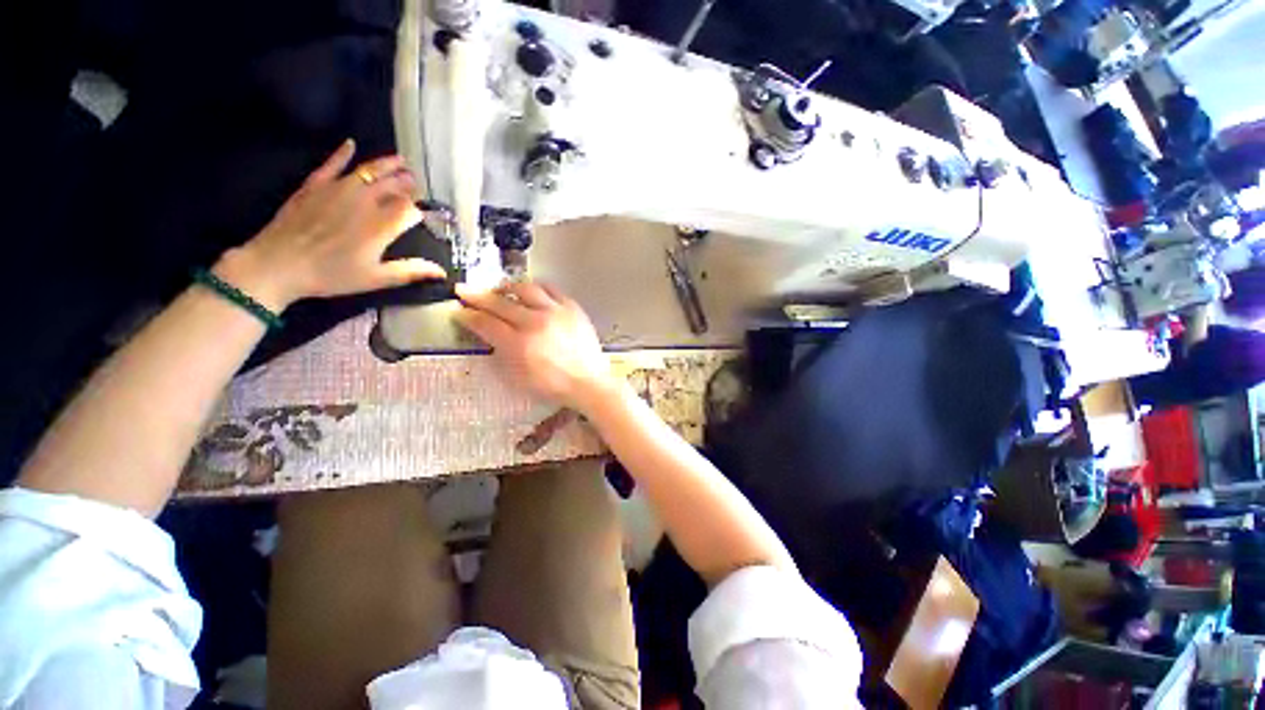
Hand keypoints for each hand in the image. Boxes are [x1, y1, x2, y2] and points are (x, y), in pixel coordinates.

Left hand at [214, 139, 445, 310]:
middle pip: (392, 186)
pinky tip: (351, 144)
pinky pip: (332, 164)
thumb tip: (442, 272)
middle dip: (407, 183)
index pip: (408, 210)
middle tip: (417, 181)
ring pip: (368, 171)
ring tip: (400, 160)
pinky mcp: (315, 185)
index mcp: (381, 226)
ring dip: (386, 164)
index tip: (424, 212)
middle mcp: (364, 202)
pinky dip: (342, 153)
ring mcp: (338, 190)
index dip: (419, 209)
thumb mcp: (376, 278)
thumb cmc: (332, 275)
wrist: (278, 264)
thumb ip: (411, 272)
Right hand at [455, 282, 615, 410]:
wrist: (588, 382)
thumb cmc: (552, 386)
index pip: (486, 323)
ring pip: (526, 288)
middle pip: (500, 302)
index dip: (468, 316)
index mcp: (518, 344)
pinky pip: (552, 289)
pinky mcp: (572, 308)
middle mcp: (534, 322)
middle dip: (477, 295)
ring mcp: (555, 312)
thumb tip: (490, 335)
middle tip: (464, 290)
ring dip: (508, 287)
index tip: (458, 311)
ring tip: (500, 288)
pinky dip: (538, 287)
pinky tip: (532, 290)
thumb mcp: (518, 377)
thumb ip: (501, 353)